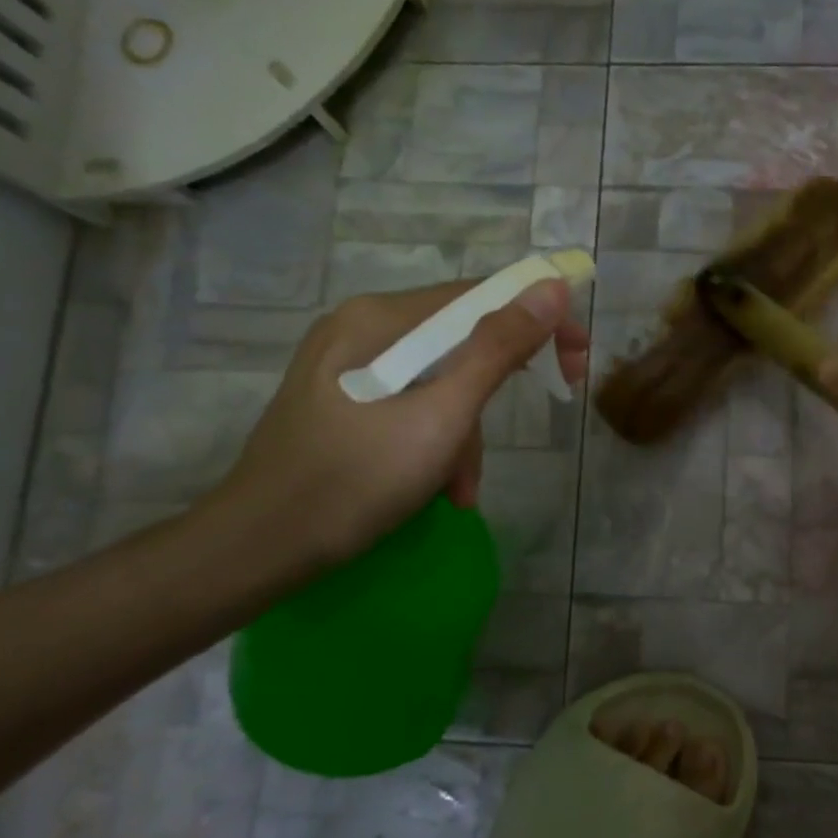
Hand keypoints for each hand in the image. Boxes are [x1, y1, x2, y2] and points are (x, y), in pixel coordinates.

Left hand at [209, 279, 589, 569]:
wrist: (259, 549)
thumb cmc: (354, 479)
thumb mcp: (441, 416)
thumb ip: (498, 350)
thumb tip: (551, 289)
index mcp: (381, 319)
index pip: (479, 297)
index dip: (539, 321)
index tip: (578, 362)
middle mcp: (363, 329)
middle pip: (461, 339)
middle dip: (499, 386)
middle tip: (552, 405)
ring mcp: (350, 367)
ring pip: (441, 381)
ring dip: (466, 432)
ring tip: (462, 488)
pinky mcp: (345, 402)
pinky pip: (414, 406)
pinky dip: (438, 442)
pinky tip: (441, 489)